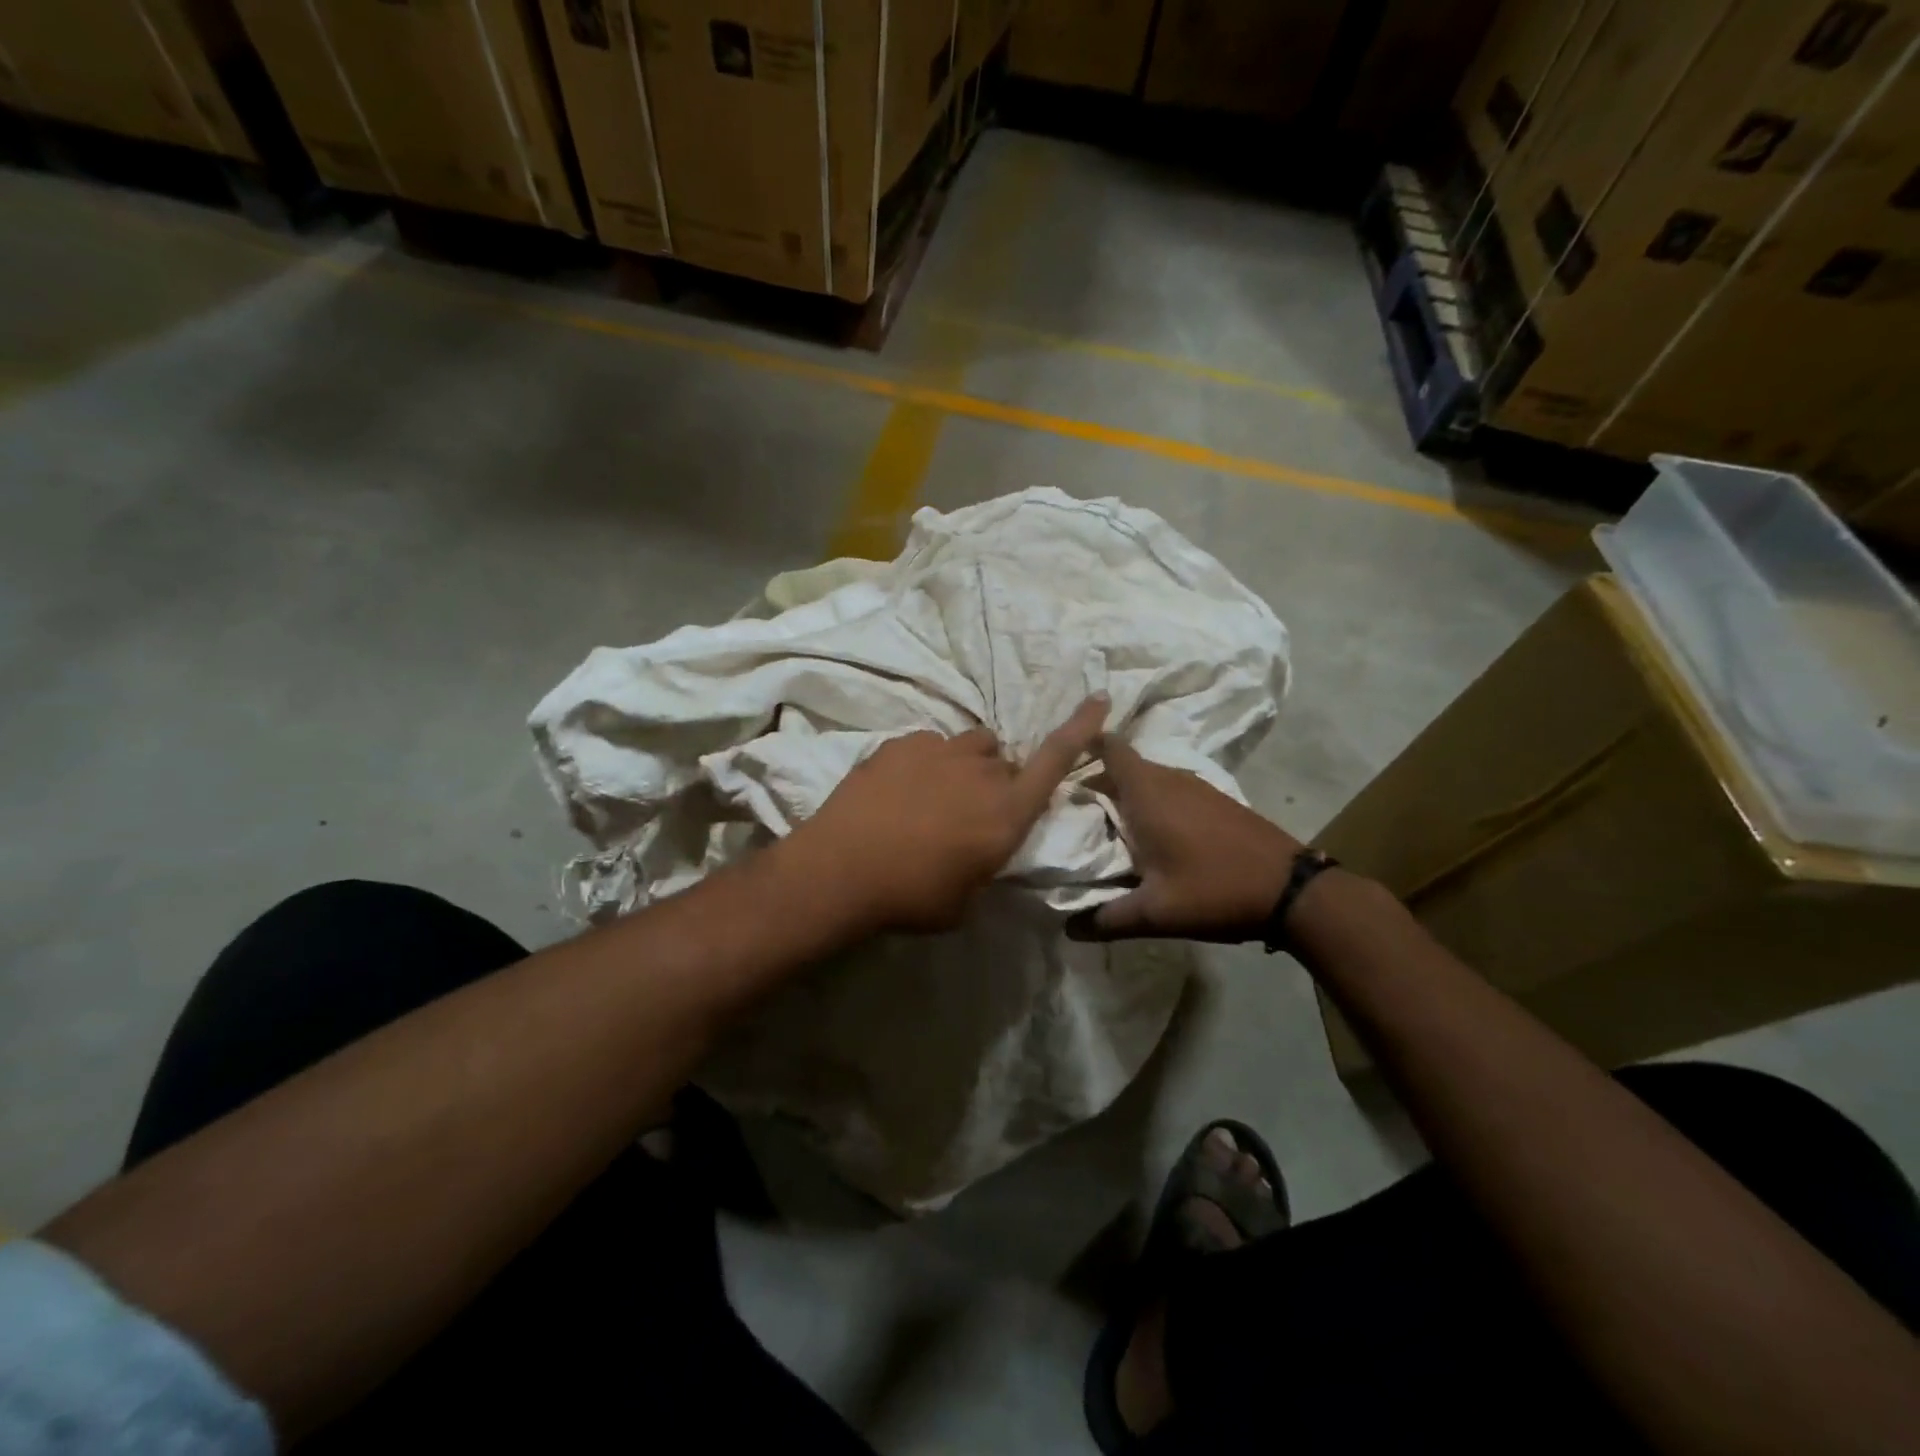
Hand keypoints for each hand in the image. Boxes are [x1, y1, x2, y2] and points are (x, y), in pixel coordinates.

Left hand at [789, 697, 1109, 932]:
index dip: (1080, 728)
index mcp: (1006, 813)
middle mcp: (981, 773)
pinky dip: (926, 764)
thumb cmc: (911, 897)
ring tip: (935, 794)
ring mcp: (939, 751)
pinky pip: (929, 745)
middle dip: (997, 781)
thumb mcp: (965, 899)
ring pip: (970, 745)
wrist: (841, 870)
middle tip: (968, 813)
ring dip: (965, 765)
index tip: (1099, 699)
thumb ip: (985, 866)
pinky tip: (899, 791)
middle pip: (1004, 761)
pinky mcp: (902, 743)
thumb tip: (981, 849)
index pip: (1055, 761)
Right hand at [1070, 735, 1304, 942]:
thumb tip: (1068, 928)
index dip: (1083, 747)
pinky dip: (1153, 805)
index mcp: (1146, 793)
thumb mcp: (1155, 913)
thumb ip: (1106, 919)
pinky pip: (1170, 791)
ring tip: (1107, 828)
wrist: (1292, 890)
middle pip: (1123, 767)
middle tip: (1072, 812)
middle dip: (1097, 783)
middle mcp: (1169, 779)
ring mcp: (1196, 787)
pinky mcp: (1216, 800)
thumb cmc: (1214, 890)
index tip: (1058, 767)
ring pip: (1148, 780)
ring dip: (1127, 796)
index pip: (1109, 748)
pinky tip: (1152, 838)